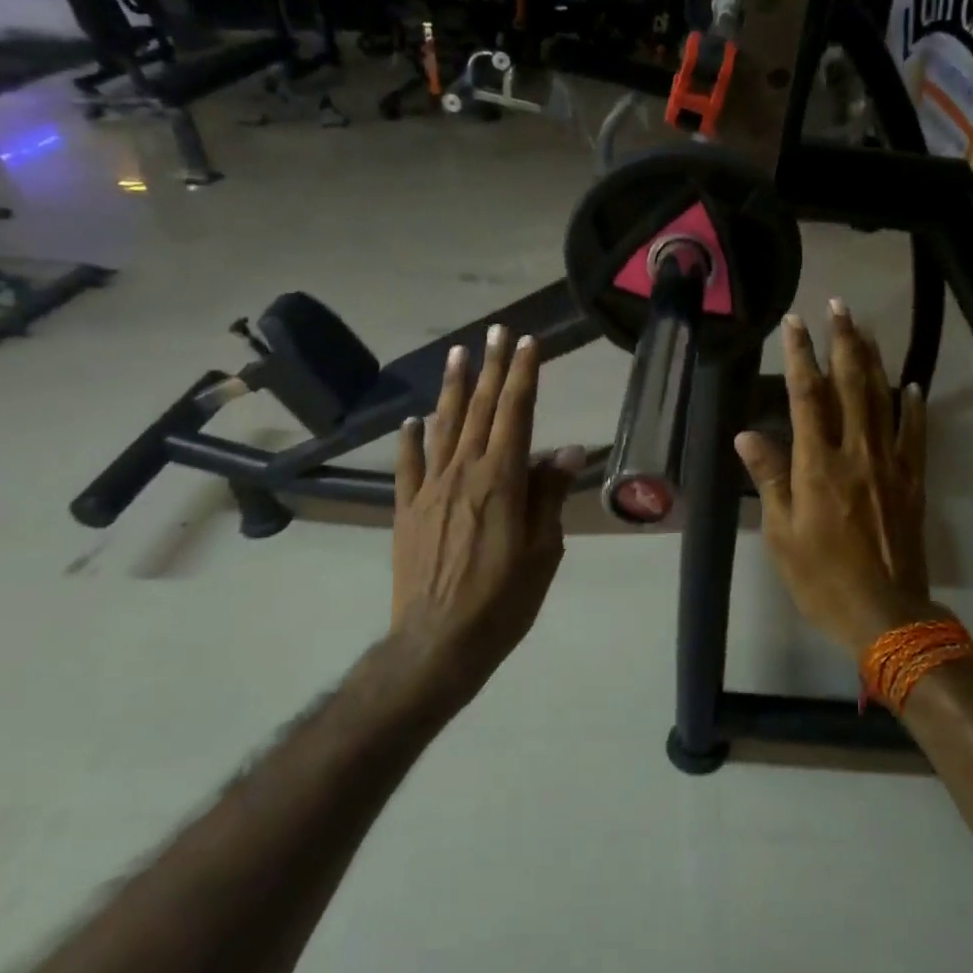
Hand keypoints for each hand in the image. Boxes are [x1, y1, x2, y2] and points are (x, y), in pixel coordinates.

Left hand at [392, 326, 583, 700]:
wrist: (439, 641)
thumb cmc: (504, 598)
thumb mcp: (543, 550)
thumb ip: (549, 495)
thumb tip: (565, 451)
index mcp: (502, 479)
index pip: (515, 414)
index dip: (522, 375)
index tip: (526, 343)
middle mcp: (463, 473)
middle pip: (479, 410)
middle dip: (490, 368)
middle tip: (494, 332)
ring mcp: (430, 490)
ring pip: (442, 427)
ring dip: (451, 388)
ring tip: (457, 354)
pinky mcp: (407, 511)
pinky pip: (408, 466)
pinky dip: (411, 439)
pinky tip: (412, 420)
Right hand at [735, 301, 948, 657]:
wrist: (884, 612)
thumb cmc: (820, 576)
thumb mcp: (781, 533)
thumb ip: (769, 478)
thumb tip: (747, 434)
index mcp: (818, 464)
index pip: (806, 396)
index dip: (799, 356)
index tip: (795, 323)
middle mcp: (856, 453)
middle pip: (850, 385)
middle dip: (843, 342)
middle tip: (838, 306)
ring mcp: (890, 464)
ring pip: (882, 400)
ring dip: (873, 361)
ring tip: (866, 328)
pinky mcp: (913, 481)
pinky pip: (915, 434)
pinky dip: (913, 406)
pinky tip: (912, 384)